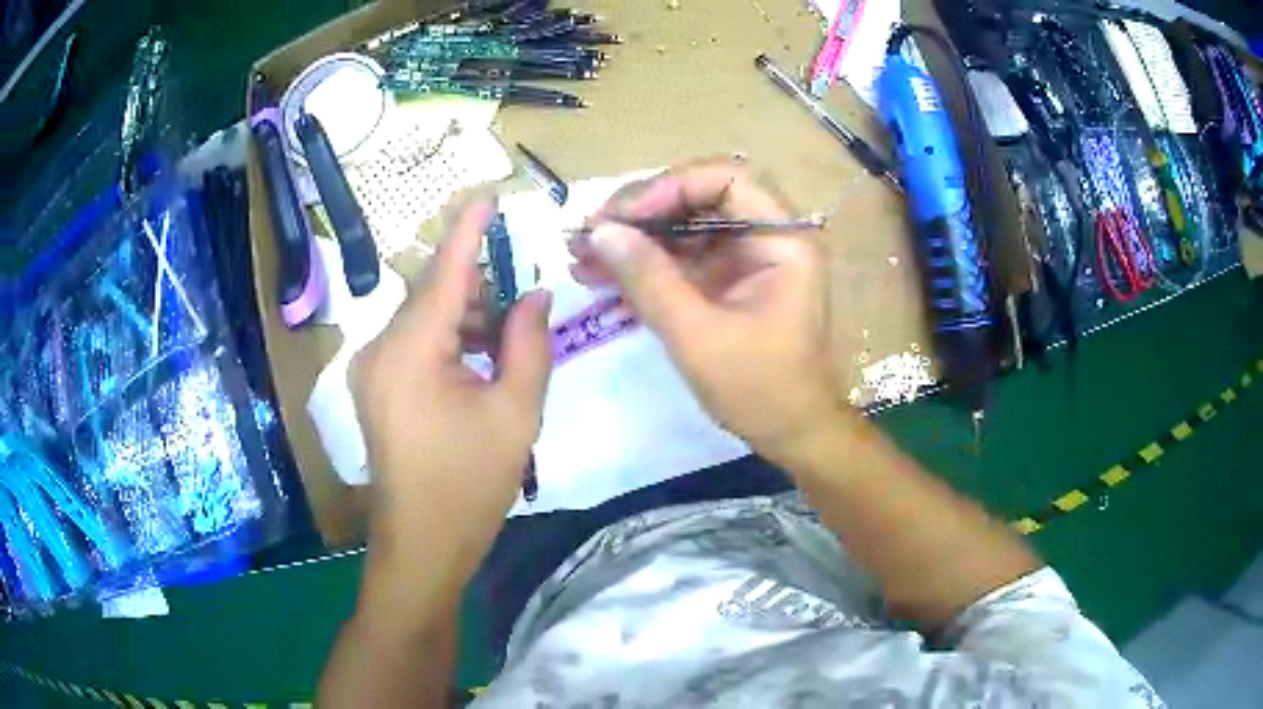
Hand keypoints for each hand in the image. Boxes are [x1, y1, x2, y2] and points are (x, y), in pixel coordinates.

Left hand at [351, 200, 552, 594]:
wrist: (422, 544)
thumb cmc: (471, 484)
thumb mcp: (515, 413)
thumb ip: (528, 344)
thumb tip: (535, 295)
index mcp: (411, 351)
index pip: (444, 271)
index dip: (468, 230)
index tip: (488, 195)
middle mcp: (379, 349)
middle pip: (431, 293)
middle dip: (476, 284)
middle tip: (520, 295)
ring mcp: (370, 370)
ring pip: (421, 318)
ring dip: (463, 315)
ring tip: (504, 336)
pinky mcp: (374, 388)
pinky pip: (411, 344)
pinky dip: (445, 340)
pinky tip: (476, 360)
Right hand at [570, 160, 848, 462]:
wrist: (790, 434)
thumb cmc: (760, 389)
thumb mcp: (697, 336)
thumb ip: (649, 279)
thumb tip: (600, 232)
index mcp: (782, 239)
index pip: (727, 178)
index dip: (670, 187)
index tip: (622, 216)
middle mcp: (768, 236)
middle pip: (699, 198)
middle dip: (641, 214)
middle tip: (589, 233)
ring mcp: (747, 258)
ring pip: (684, 227)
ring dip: (633, 239)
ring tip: (579, 255)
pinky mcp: (728, 280)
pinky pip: (682, 258)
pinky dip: (644, 266)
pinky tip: (600, 277)